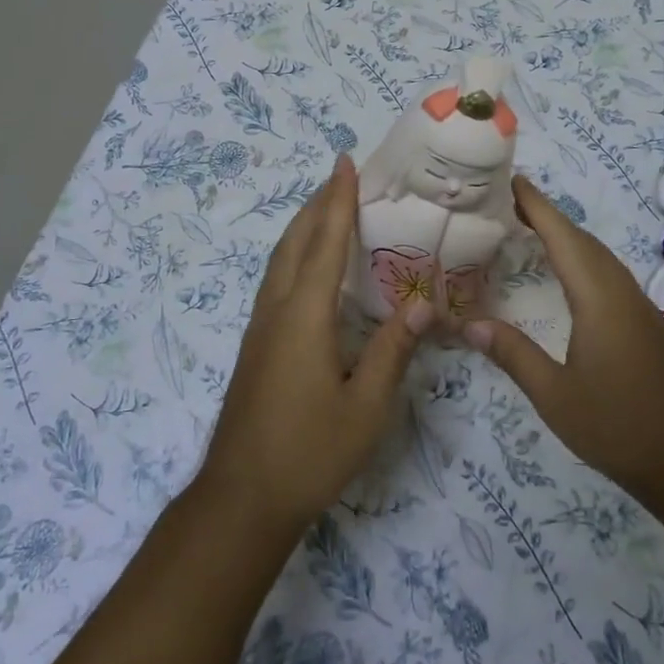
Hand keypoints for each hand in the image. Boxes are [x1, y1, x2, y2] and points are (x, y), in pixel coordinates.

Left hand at [199, 154, 430, 535]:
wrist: (241, 500)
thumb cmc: (309, 453)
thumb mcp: (365, 407)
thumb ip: (394, 351)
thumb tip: (423, 302)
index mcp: (304, 316)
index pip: (324, 244)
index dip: (337, 200)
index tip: (344, 163)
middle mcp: (276, 311)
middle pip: (294, 242)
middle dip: (316, 205)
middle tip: (340, 176)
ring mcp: (260, 329)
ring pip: (279, 261)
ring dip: (302, 228)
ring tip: (325, 209)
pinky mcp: (255, 347)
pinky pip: (276, 281)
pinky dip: (294, 255)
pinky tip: (308, 269)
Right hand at [461, 176, 663, 501]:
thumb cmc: (621, 426)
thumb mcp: (555, 396)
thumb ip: (513, 355)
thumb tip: (468, 325)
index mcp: (598, 297)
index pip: (563, 237)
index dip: (537, 206)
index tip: (512, 180)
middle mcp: (620, 291)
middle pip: (582, 240)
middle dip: (547, 215)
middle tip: (509, 202)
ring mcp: (638, 306)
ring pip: (598, 256)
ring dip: (566, 236)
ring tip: (531, 230)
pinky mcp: (646, 324)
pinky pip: (608, 274)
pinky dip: (582, 259)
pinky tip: (568, 276)